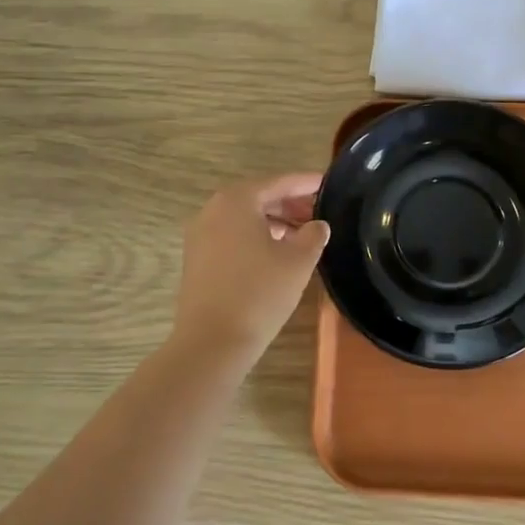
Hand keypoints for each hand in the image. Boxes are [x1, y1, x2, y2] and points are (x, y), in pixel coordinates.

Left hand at [169, 173, 329, 362]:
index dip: (305, 182)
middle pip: (258, 197)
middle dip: (289, 203)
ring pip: (244, 218)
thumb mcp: (298, 261)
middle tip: (319, 212)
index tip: (328, 183)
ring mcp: (200, 234)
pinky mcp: (196, 258)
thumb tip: (317, 225)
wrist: (212, 341)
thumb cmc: (259, 293)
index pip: (278, 182)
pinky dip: (255, 236)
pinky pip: (232, 235)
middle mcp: (213, 209)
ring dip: (274, 221)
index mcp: (237, 200)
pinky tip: (277, 253)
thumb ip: (313, 235)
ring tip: (303, 234)